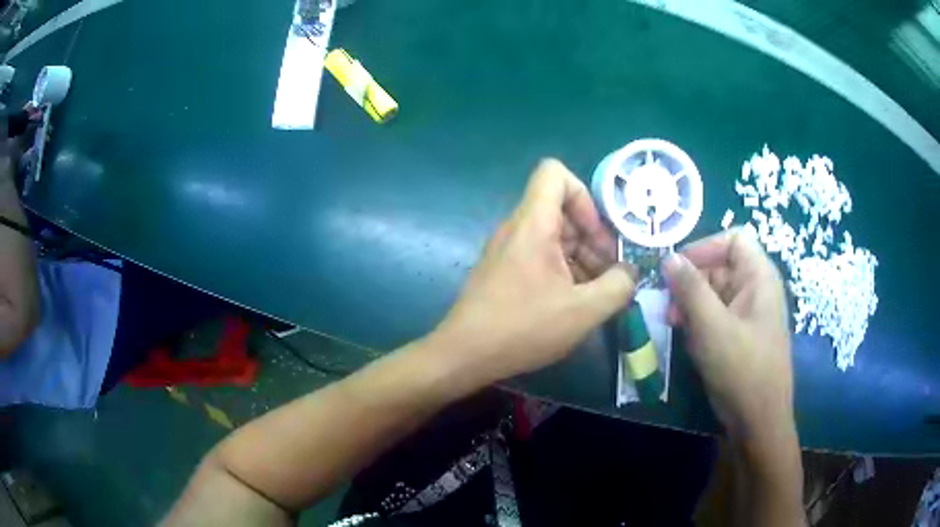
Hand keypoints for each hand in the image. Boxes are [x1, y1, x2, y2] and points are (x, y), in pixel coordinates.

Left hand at [432, 159, 635, 385]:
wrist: (464, 354)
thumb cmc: (523, 328)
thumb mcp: (583, 311)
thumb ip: (618, 286)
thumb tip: (628, 272)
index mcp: (533, 224)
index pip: (554, 173)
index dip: (584, 196)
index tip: (598, 235)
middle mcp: (517, 228)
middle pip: (560, 208)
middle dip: (591, 236)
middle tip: (609, 272)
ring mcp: (507, 249)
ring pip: (552, 234)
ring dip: (581, 257)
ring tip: (597, 293)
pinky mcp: (503, 270)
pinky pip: (539, 255)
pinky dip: (562, 269)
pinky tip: (574, 302)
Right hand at [663, 228, 793, 441]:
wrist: (758, 420)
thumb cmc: (741, 369)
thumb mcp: (712, 327)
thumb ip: (690, 288)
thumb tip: (668, 257)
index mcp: (759, 277)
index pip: (733, 238)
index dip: (705, 246)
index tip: (677, 267)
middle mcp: (756, 288)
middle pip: (720, 264)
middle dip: (691, 280)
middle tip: (667, 303)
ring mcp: (748, 312)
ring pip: (714, 291)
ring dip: (691, 302)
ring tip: (672, 323)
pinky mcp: (739, 333)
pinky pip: (716, 314)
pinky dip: (698, 320)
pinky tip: (686, 337)